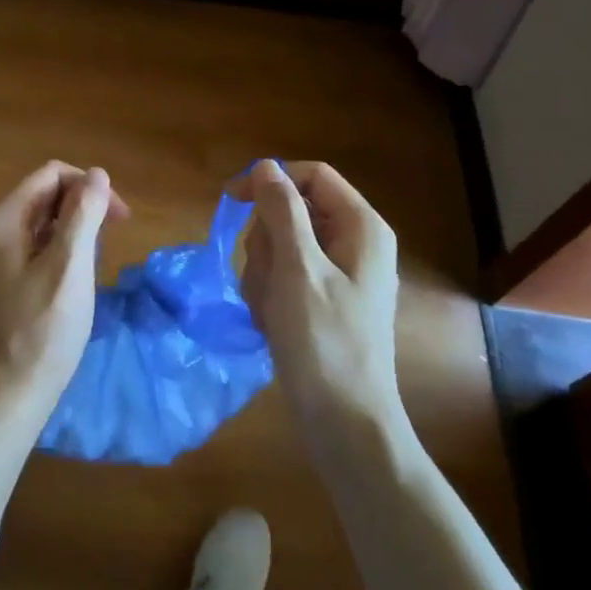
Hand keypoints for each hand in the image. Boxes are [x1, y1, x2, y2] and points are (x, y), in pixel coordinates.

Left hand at [0, 162, 128, 434]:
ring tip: (94, 265)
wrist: (0, 402)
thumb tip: (97, 174)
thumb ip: (83, 215)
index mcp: (1, 220)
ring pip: (40, 224)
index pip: (50, 174)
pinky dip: (58, 254)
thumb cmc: (40, 334)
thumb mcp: (69, 268)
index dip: (89, 186)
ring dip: (73, 232)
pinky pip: (32, 250)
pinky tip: (74, 282)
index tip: (120, 220)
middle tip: (112, 241)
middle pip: (43, 196)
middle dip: (82, 207)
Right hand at [228, 159, 407, 445]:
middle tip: (268, 279)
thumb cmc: (324, 341)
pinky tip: (273, 323)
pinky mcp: (320, 301)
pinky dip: (269, 296)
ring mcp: (337, 275)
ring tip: (272, 310)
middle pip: (291, 212)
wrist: (343, 423)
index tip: (230, 201)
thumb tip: (266, 166)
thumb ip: (282, 211)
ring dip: (263, 274)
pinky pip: (282, 277)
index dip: (270, 182)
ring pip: (280, 246)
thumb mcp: (298, 269)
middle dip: (266, 243)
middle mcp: (353, 243)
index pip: (311, 177)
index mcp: (361, 227)